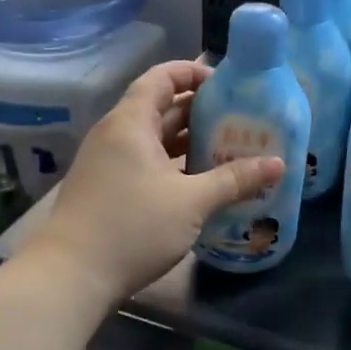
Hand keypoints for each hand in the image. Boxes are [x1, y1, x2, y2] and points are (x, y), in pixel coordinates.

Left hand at [26, 60, 284, 303]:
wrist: (71, 276)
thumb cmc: (133, 227)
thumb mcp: (192, 202)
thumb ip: (235, 179)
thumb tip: (278, 164)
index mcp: (131, 122)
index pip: (161, 78)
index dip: (192, 72)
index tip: (227, 84)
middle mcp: (115, 134)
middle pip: (159, 107)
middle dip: (199, 111)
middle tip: (239, 119)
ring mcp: (107, 163)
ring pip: (153, 139)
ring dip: (187, 141)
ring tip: (228, 149)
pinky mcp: (106, 189)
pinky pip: (144, 163)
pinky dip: (172, 165)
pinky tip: (200, 183)